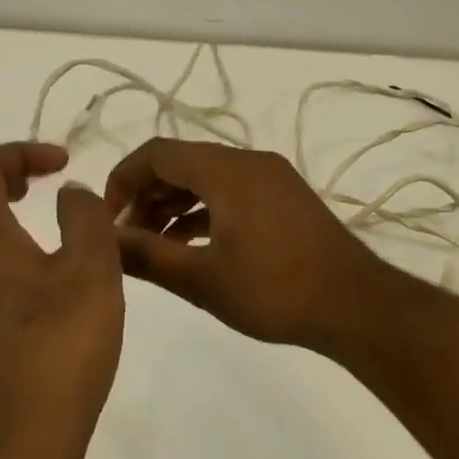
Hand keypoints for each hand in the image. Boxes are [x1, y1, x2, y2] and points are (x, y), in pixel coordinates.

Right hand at [103, 139, 391, 351]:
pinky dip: (204, 212)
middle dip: (147, 195)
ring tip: (153, 246)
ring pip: (207, 179)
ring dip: (174, 205)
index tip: (107, 218)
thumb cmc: (274, 290)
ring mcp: (271, 179)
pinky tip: (190, 245)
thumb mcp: (202, 278)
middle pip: (182, 163)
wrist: (355, 305)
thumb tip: (103, 240)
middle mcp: (249, 162)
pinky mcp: (285, 199)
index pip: (158, 153)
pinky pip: (231, 193)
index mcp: (227, 170)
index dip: (123, 178)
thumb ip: (146, 256)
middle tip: (126, 237)